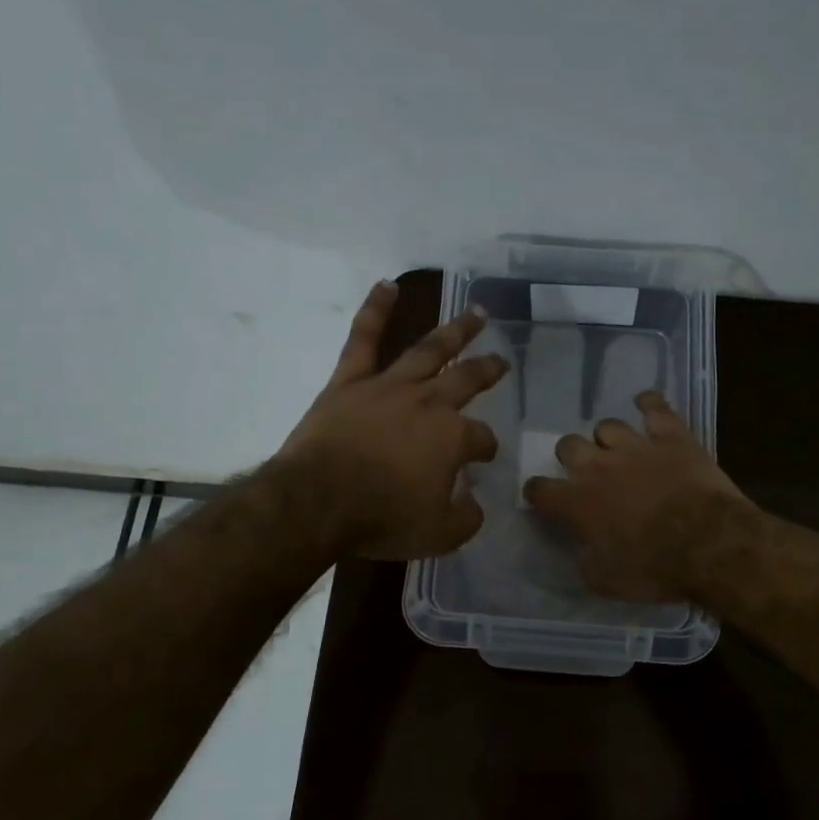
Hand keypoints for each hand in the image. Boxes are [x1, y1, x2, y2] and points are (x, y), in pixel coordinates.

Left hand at [277, 280, 507, 559]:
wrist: (317, 502)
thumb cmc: (381, 518)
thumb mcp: (439, 534)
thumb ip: (466, 517)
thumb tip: (474, 503)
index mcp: (453, 437)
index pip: (481, 438)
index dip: (485, 449)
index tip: (482, 460)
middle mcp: (428, 403)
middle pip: (466, 380)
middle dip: (488, 370)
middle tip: (501, 361)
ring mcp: (388, 387)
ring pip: (428, 350)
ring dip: (455, 331)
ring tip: (476, 314)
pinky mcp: (350, 382)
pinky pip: (364, 339)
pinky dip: (375, 310)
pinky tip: (388, 285)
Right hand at [523, 391, 747, 600]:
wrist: (709, 544)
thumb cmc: (654, 569)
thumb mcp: (605, 581)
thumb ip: (585, 560)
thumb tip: (581, 550)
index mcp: (578, 502)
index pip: (540, 489)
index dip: (537, 492)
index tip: (541, 498)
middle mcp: (599, 466)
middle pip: (568, 445)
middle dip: (572, 457)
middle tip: (585, 472)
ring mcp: (636, 446)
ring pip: (608, 426)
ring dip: (609, 439)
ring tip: (619, 450)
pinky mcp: (671, 437)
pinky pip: (655, 407)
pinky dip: (649, 404)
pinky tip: (647, 405)